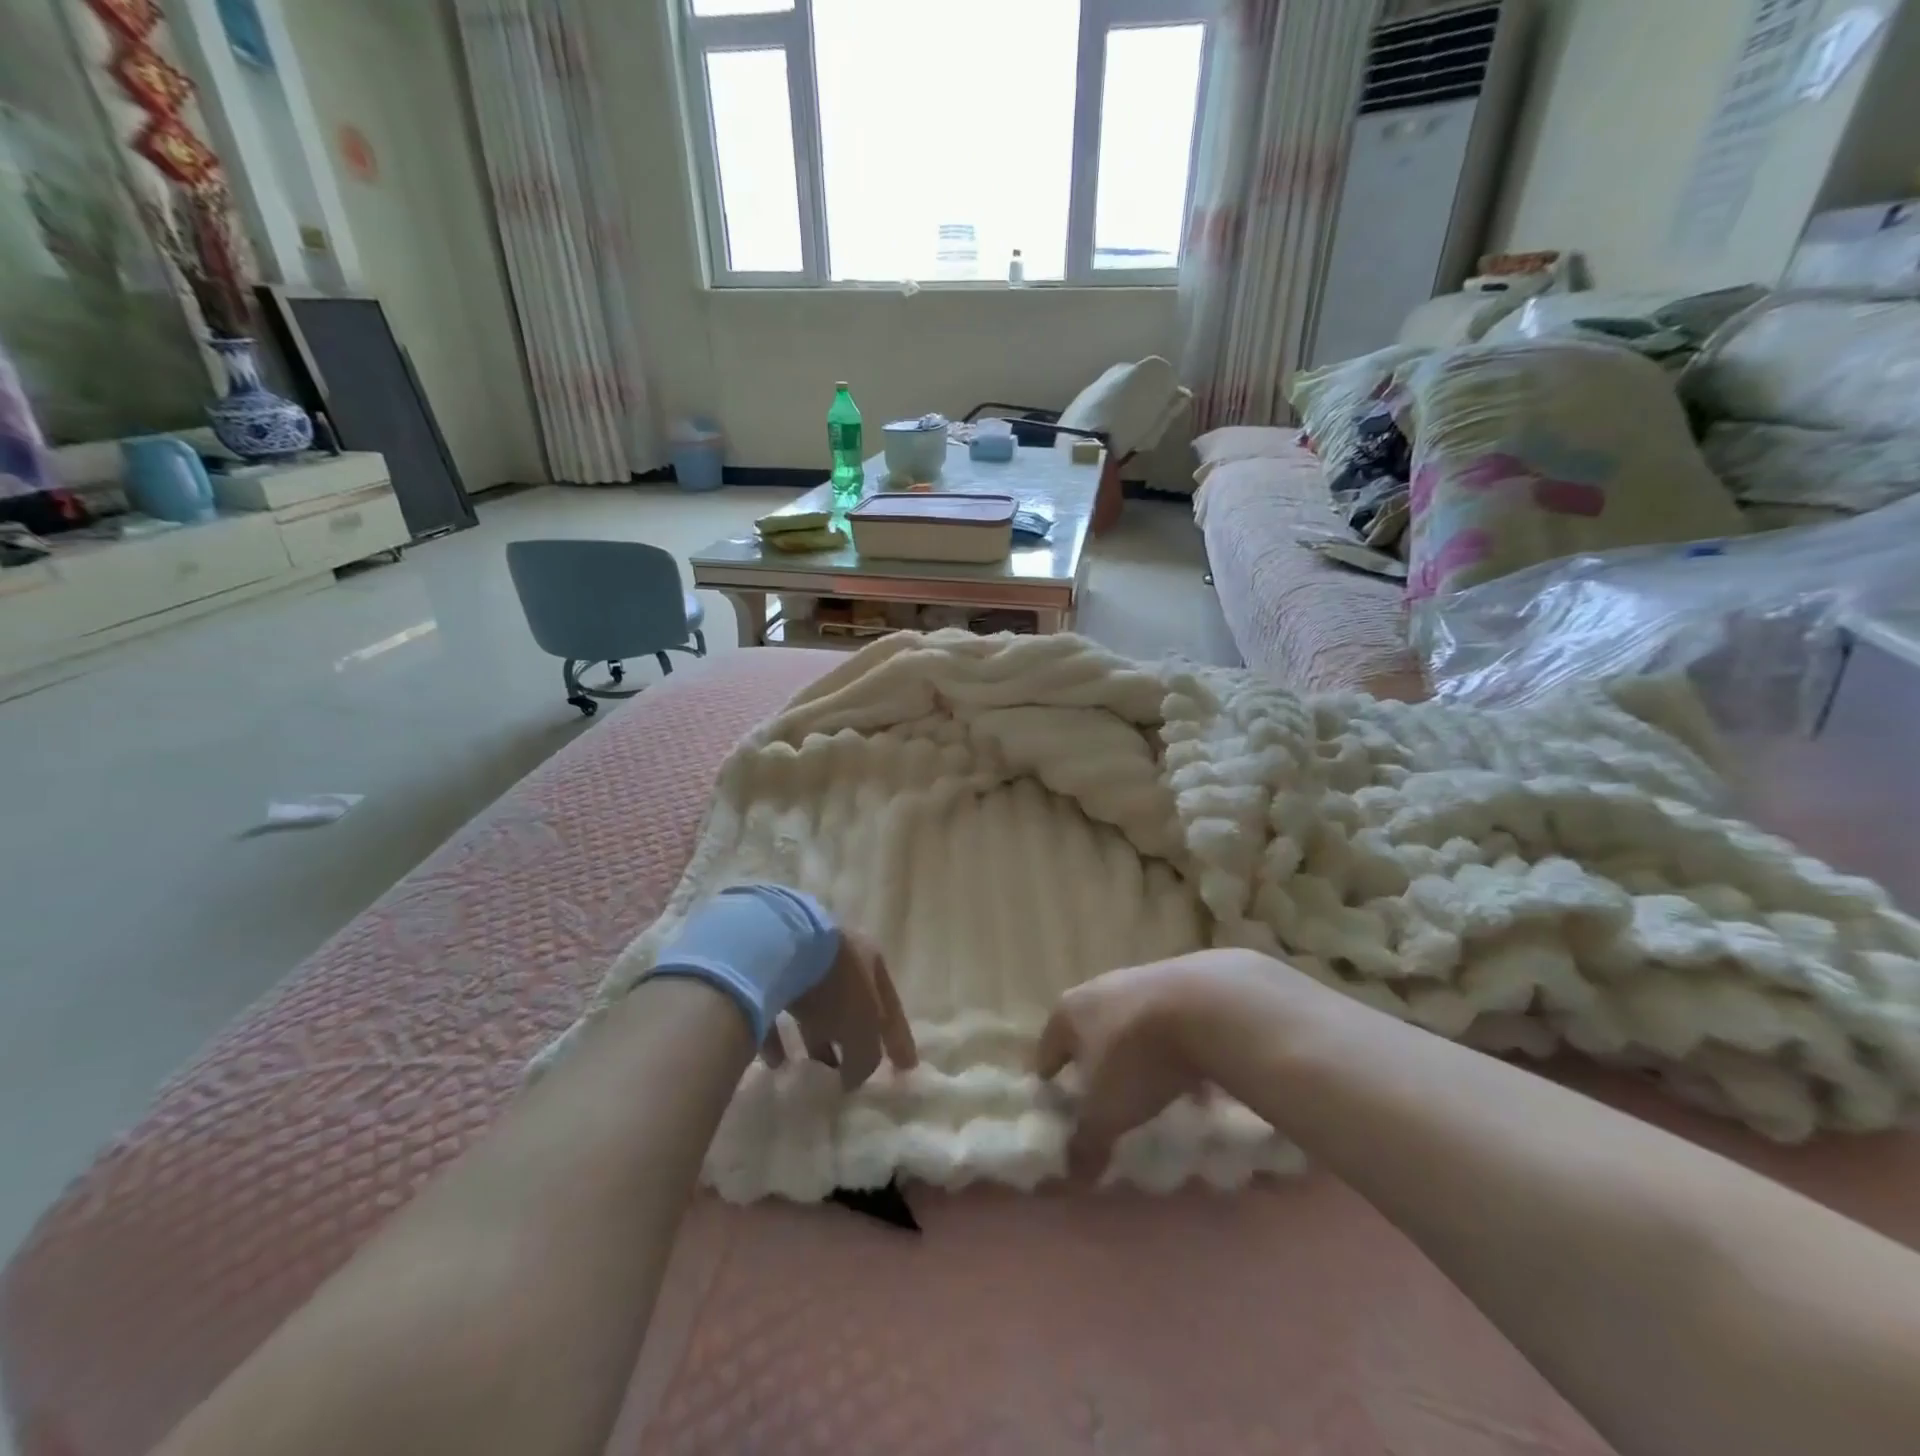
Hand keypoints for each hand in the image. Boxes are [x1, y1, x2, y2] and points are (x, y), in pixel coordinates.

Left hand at [762, 928, 918, 1089]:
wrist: (778, 945)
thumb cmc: (835, 985)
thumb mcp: (863, 1027)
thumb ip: (866, 1058)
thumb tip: (852, 1079)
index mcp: (871, 961)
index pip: (891, 1008)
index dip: (899, 1040)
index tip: (905, 1069)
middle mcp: (840, 957)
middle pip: (851, 1005)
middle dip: (852, 1038)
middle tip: (851, 1070)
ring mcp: (802, 961)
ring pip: (814, 1006)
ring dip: (815, 1038)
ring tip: (813, 1071)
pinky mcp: (768, 971)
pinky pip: (778, 1009)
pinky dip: (779, 1038)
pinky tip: (777, 1062)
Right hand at [1036, 949, 1309, 1179]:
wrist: (1205, 1006)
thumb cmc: (1137, 1058)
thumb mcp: (1107, 1112)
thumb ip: (1086, 1142)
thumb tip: (1072, 1174)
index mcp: (1068, 1013)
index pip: (1047, 1049)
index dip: (1049, 1079)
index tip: (1053, 1103)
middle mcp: (1097, 989)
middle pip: (1088, 1032)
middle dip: (1094, 1063)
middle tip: (1101, 1098)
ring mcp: (1140, 980)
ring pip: (1129, 1026)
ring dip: (1136, 1056)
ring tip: (1150, 1091)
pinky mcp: (1181, 981)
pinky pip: (1169, 1025)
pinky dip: (1175, 1051)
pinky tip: (1195, 1081)